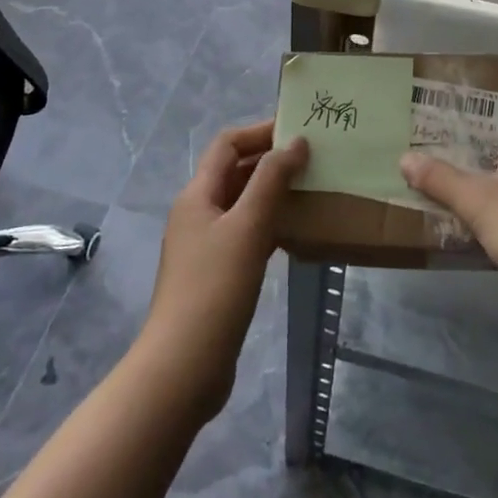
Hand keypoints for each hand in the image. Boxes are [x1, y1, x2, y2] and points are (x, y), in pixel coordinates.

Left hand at [142, 120, 307, 418]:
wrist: (183, 367)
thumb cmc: (215, 288)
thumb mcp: (248, 226)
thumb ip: (272, 180)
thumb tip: (296, 142)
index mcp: (198, 195)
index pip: (228, 144)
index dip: (260, 131)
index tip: (299, 130)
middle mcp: (198, 213)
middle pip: (234, 172)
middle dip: (271, 161)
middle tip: (314, 159)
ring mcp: (205, 246)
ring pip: (242, 204)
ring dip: (273, 193)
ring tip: (313, 190)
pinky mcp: (216, 274)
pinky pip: (246, 234)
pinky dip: (270, 224)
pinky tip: (297, 232)